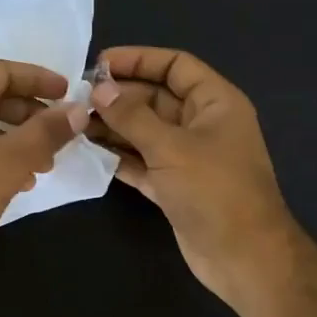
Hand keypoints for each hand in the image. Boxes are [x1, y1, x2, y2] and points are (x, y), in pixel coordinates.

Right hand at [89, 46, 302, 314]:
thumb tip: (98, 89)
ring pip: (144, 131)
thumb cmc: (214, 191)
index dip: (139, 60)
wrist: (243, 257)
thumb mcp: (171, 147)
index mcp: (215, 103)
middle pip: (155, 98)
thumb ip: (132, 116)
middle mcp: (201, 124)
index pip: (175, 66)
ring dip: (113, 126)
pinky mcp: (173, 186)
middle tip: (76, 99)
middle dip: (118, 96)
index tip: (99, 64)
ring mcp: (187, 157)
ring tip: (74, 124)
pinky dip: (118, 156)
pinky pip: (141, 161)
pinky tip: (87, 151)